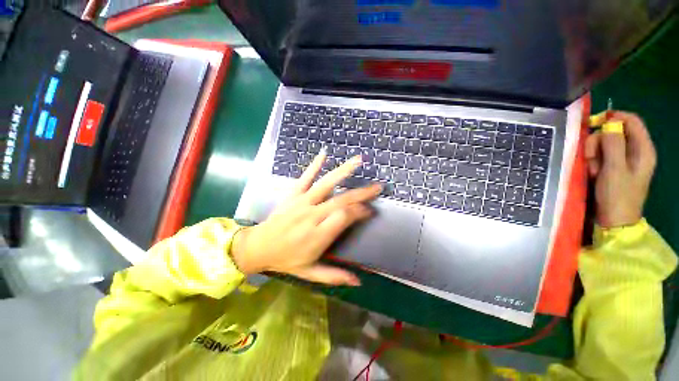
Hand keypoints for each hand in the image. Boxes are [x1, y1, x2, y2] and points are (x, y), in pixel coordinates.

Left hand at [230, 152, 380, 285]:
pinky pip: (304, 177)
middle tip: (377, 187)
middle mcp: (312, 215)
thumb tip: (358, 281)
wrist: (258, 246)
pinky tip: (324, 153)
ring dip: (343, 172)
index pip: (344, 217)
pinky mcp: (293, 194)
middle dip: (361, 193)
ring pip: (325, 184)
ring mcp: (301, 202)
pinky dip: (314, 165)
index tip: (370, 211)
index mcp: (317, 235)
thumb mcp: (310, 272)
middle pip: (340, 200)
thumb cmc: (286, 259)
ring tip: (358, 161)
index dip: (359, 212)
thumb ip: (334, 276)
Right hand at [585, 111, 656, 227]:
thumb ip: (613, 144)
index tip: (594, 124)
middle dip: (599, 141)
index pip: (631, 121)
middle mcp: (636, 151)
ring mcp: (625, 160)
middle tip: (592, 158)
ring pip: (606, 143)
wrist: (614, 220)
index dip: (613, 117)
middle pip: (615, 132)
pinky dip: (594, 160)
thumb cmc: (617, 195)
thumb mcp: (614, 169)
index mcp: (643, 149)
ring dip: (594, 153)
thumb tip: (609, 122)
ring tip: (593, 169)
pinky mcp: (615, 167)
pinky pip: (602, 155)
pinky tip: (593, 172)